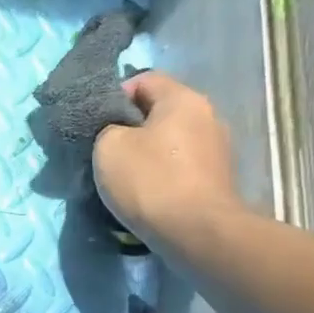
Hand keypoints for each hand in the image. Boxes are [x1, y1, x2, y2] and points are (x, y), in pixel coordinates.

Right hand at [92, 72, 242, 245]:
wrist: (196, 233)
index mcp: (183, 99)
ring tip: (124, 177)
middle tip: (105, 152)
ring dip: (146, 153)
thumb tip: (117, 132)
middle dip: (131, 128)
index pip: (144, 79)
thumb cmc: (150, 181)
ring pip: (170, 141)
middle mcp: (207, 116)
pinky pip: (180, 166)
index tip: (96, 123)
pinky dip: (161, 174)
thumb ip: (108, 128)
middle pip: (159, 112)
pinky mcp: (216, 179)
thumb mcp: (108, 147)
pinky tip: (146, 193)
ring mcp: (217, 149)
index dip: (114, 96)